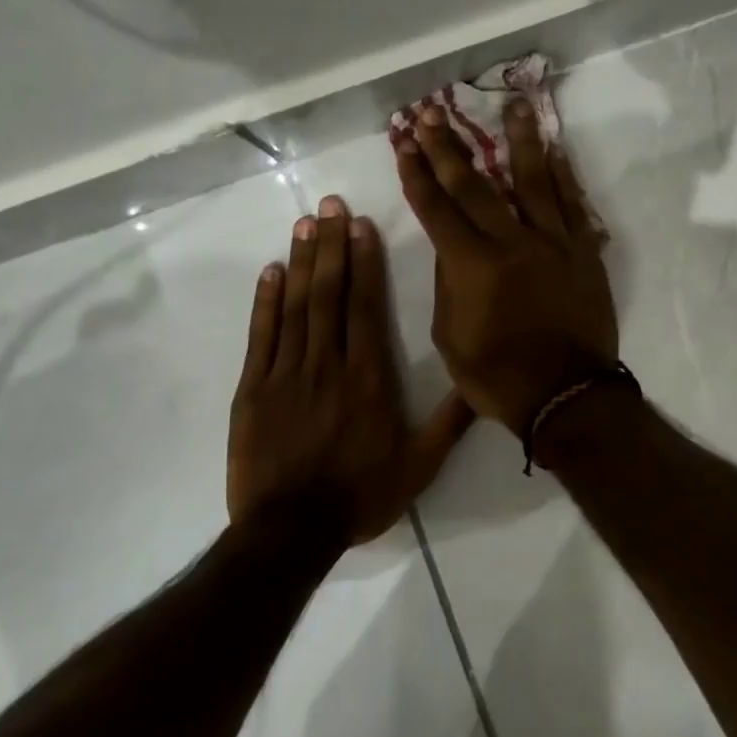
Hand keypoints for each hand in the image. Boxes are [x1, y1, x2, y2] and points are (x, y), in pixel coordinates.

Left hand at [227, 197, 473, 544]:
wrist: (291, 532)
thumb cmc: (361, 496)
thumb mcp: (420, 466)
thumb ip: (451, 421)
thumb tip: (483, 383)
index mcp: (369, 378)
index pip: (365, 307)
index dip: (363, 262)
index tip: (361, 226)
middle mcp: (328, 364)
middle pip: (329, 294)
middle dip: (330, 245)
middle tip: (330, 204)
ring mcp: (286, 374)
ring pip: (295, 307)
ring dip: (300, 262)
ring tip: (304, 223)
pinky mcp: (253, 390)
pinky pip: (260, 337)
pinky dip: (264, 302)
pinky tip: (270, 272)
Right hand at [396, 101, 617, 433]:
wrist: (567, 396)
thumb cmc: (499, 377)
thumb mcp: (450, 339)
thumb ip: (448, 286)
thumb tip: (450, 247)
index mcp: (471, 265)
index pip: (436, 207)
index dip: (416, 172)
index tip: (403, 141)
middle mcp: (511, 242)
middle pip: (475, 184)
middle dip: (449, 146)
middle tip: (432, 112)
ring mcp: (553, 243)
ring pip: (534, 180)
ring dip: (519, 140)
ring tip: (513, 105)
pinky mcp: (583, 253)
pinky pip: (573, 205)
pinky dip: (563, 176)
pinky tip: (555, 150)